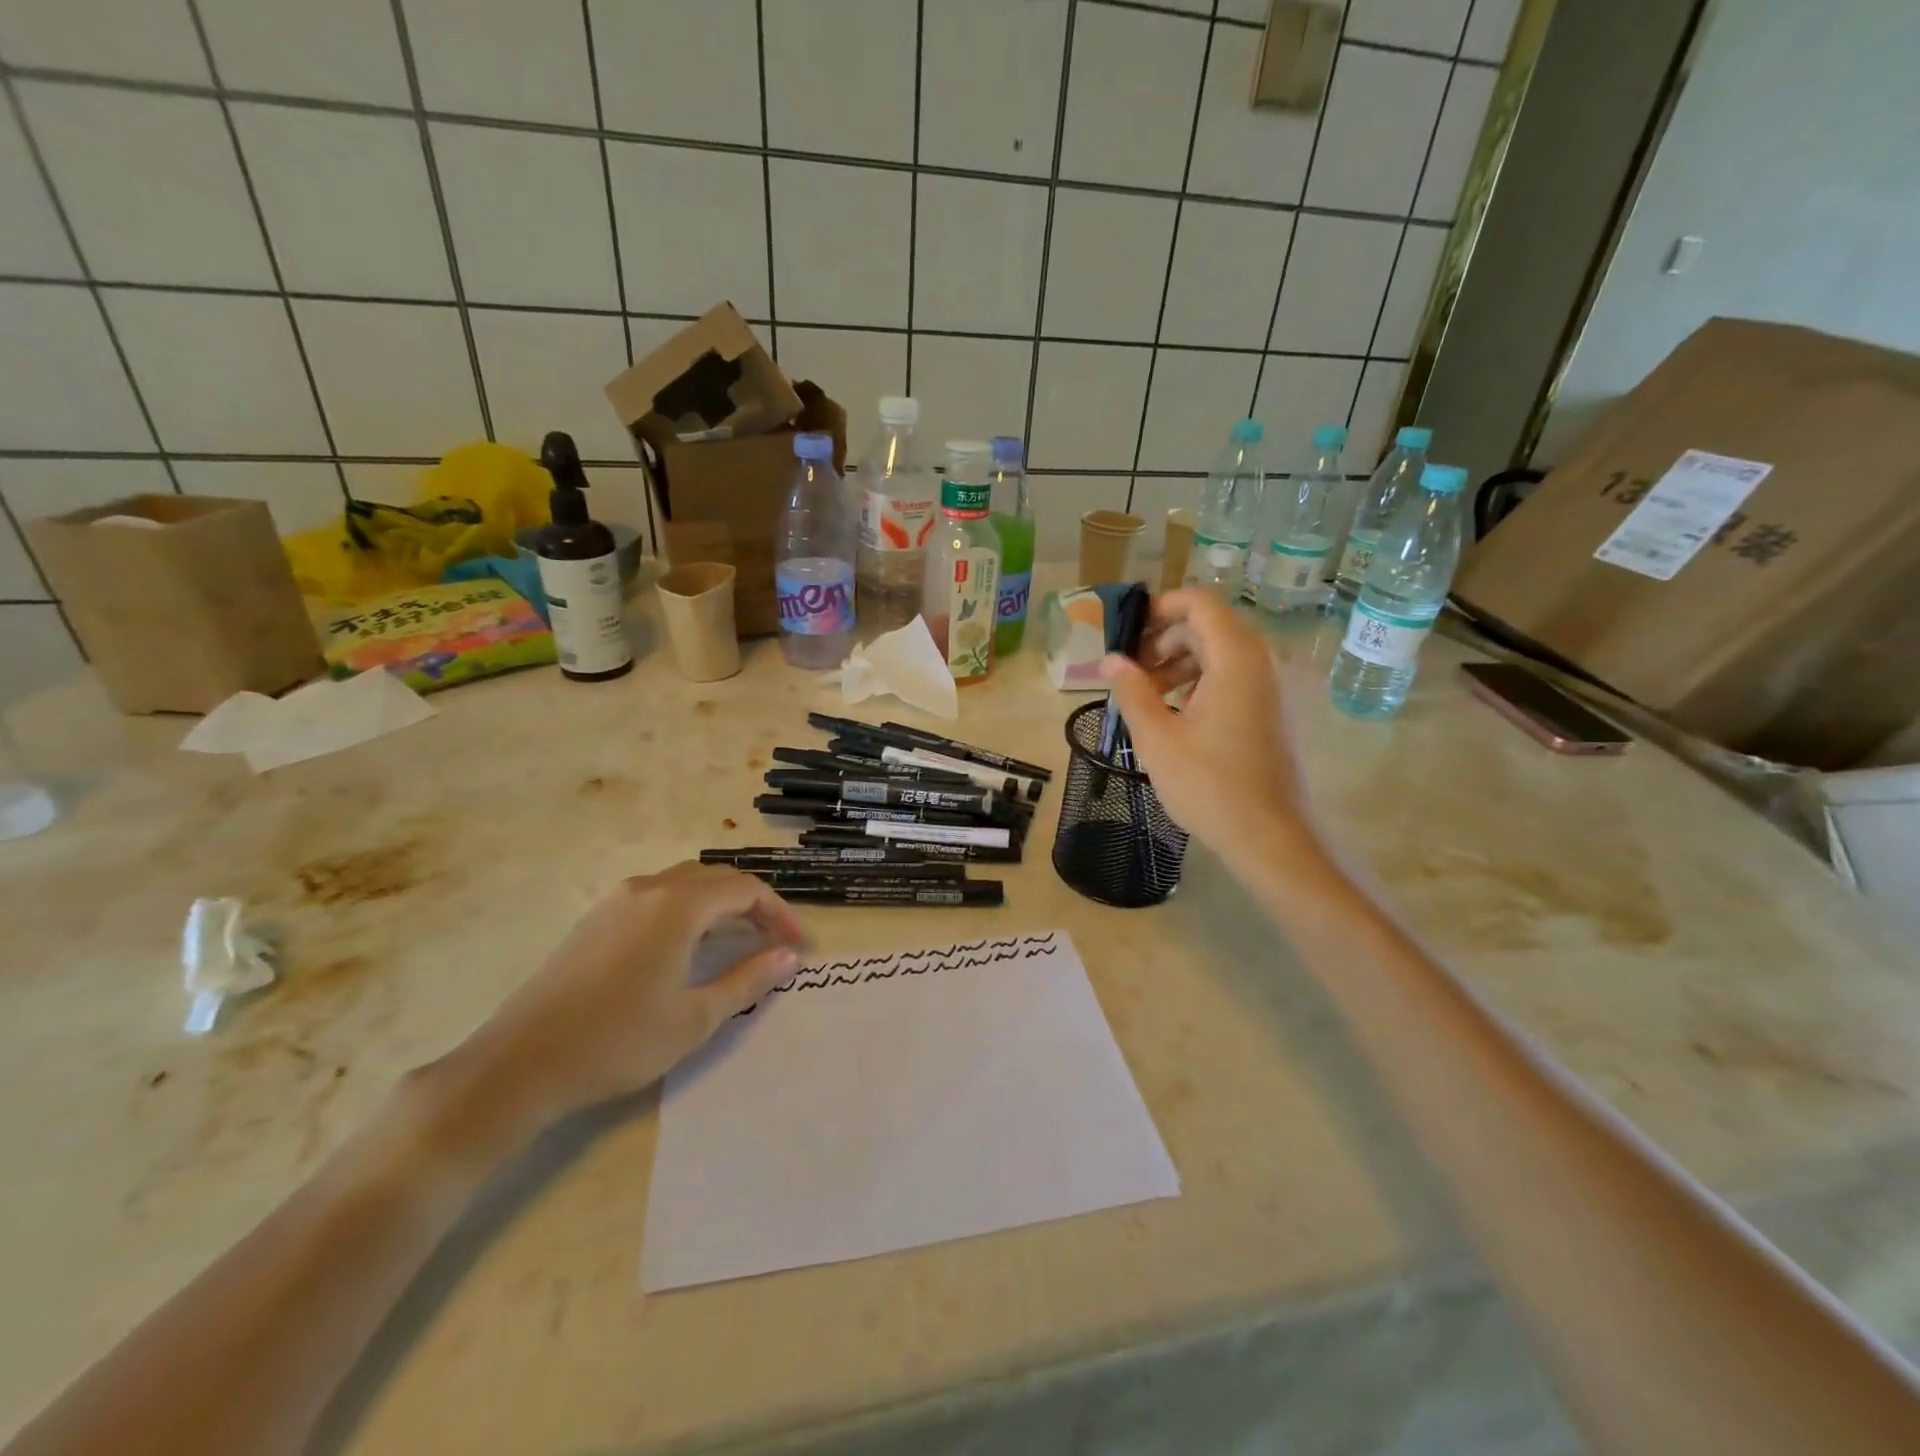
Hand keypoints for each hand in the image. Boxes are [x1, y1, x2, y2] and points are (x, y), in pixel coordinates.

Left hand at [443, 863, 804, 1131]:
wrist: (517, 1065)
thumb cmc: (617, 1042)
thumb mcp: (694, 1018)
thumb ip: (748, 980)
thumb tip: (789, 957)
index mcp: (677, 906)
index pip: (745, 889)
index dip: (780, 913)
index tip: (799, 944)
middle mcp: (648, 889)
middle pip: (716, 879)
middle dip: (753, 904)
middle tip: (775, 940)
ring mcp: (616, 901)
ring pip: (685, 884)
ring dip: (720, 904)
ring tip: (739, 940)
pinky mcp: (595, 919)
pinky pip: (657, 897)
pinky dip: (688, 910)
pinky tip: (688, 946)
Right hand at [1100, 588, 1320, 866]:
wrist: (1271, 838)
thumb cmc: (1209, 786)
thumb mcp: (1157, 738)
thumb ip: (1132, 691)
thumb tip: (1110, 659)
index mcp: (1235, 658)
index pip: (1198, 602)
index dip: (1159, 607)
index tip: (1125, 633)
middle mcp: (1260, 662)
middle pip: (1208, 626)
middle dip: (1163, 640)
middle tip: (1129, 671)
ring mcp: (1270, 687)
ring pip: (1219, 654)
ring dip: (1178, 664)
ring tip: (1145, 698)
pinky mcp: (1272, 711)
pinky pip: (1232, 678)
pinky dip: (1199, 683)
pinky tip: (1175, 716)